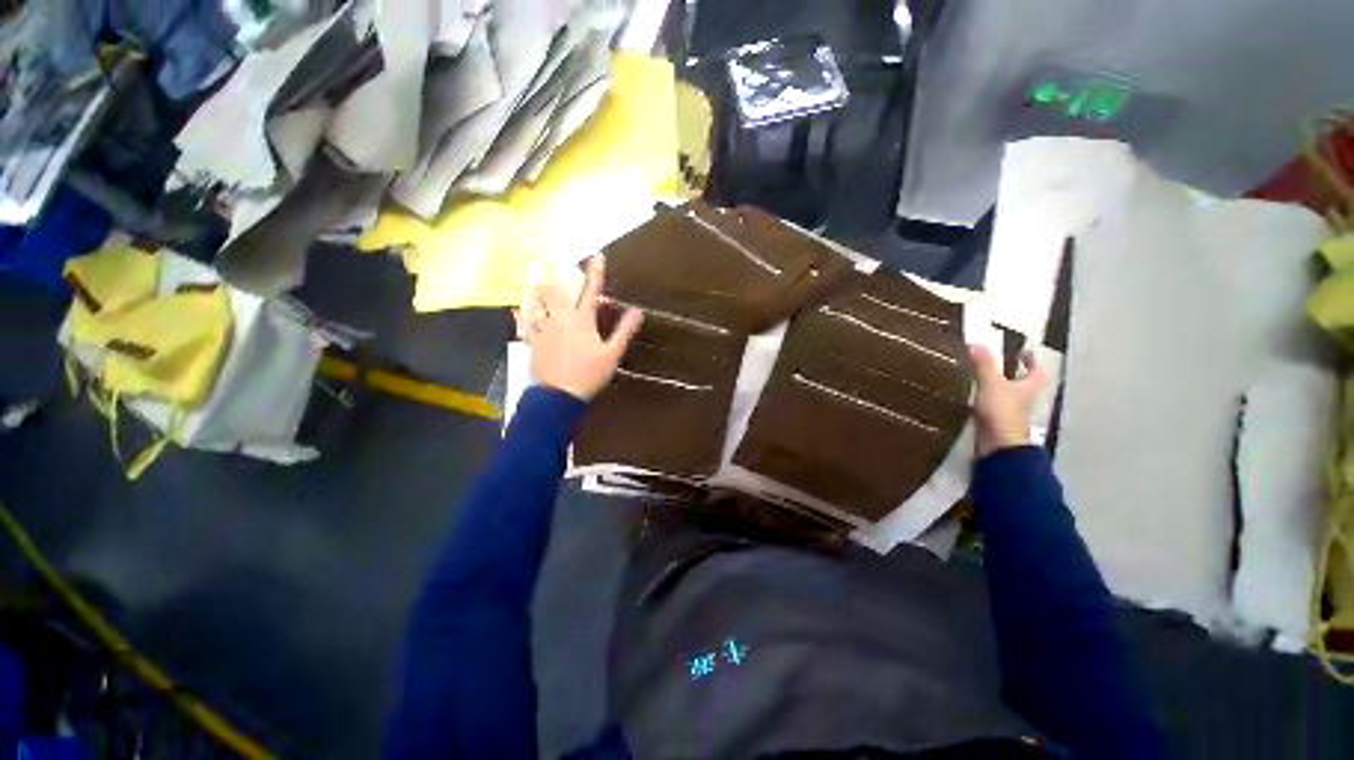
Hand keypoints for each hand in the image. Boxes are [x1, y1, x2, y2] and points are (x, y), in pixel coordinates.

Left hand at [515, 256, 642, 400]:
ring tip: (533, 278)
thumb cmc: (588, 375)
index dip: (595, 272)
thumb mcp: (611, 355)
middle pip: (555, 292)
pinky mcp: (533, 342)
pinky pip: (526, 325)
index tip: (598, 255)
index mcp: (582, 320)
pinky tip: (517, 310)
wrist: (558, 396)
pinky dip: (522, 316)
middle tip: (548, 260)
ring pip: (537, 304)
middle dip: (553, 275)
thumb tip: (638, 310)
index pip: (591, 290)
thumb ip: (623, 331)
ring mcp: (544, 330)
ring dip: (536, 291)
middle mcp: (561, 319)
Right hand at [968, 344, 1048, 457]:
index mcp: (1029, 388)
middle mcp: (1024, 403)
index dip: (1033, 361)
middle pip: (1024, 386)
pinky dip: (988, 407)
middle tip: (1001, 364)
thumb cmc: (1003, 413)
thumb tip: (975, 342)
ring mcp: (1012, 419)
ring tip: (983, 380)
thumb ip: (984, 363)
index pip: (1037, 371)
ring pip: (1009, 400)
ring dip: (1000, 392)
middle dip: (1015, 376)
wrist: (998, 452)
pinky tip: (976, 401)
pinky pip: (995, 413)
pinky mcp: (999, 431)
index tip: (1024, 351)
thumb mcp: (992, 383)